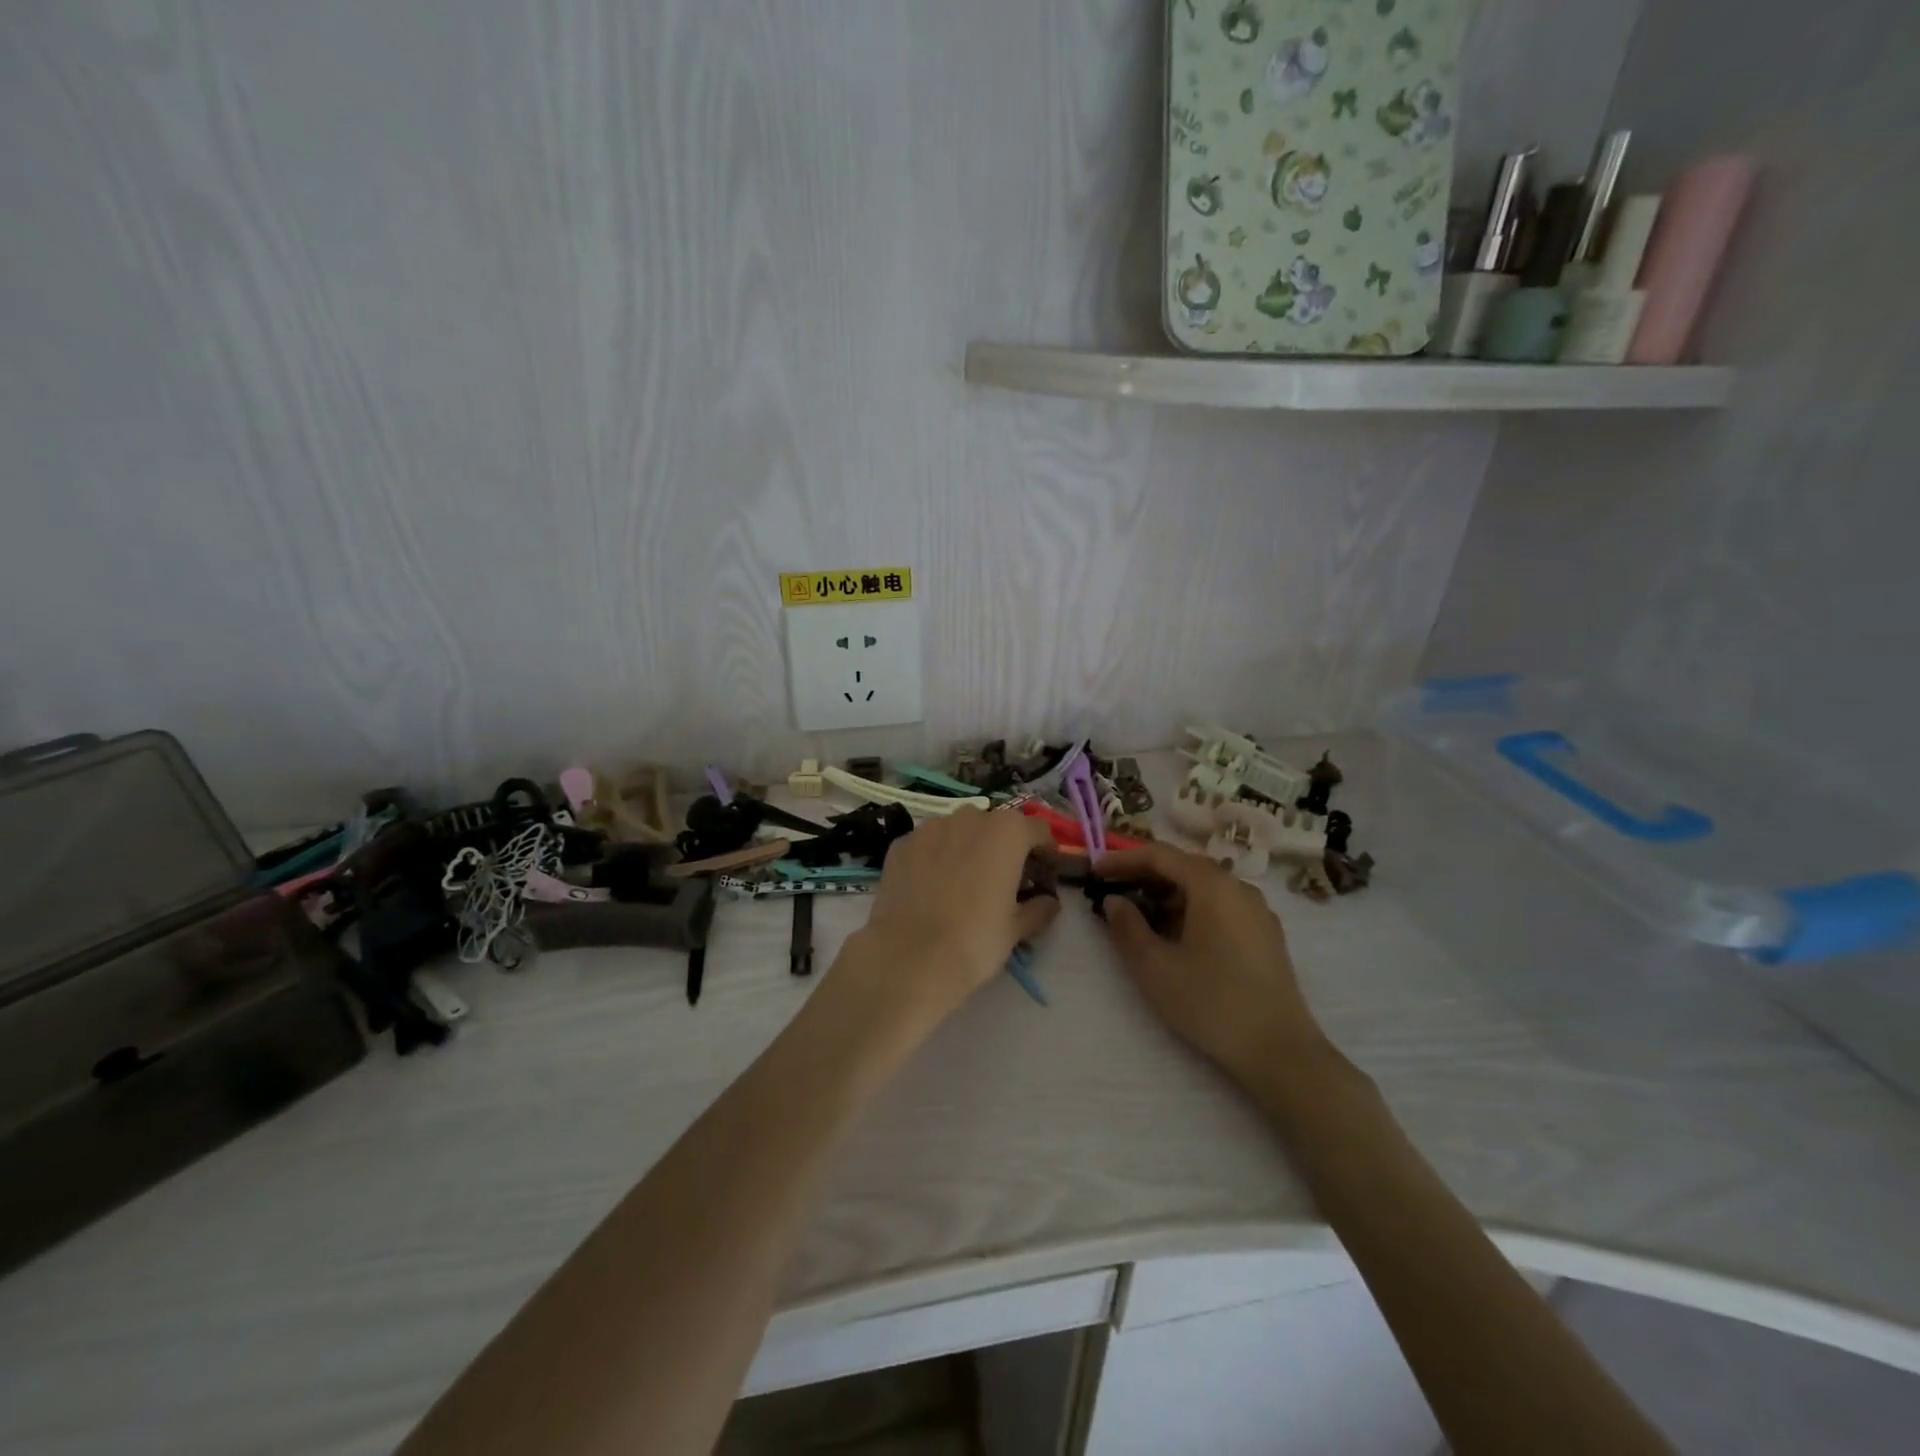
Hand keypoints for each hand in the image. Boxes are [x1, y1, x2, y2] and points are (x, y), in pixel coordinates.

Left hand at [829, 808, 1059, 1038]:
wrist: (909, 957)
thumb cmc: (975, 940)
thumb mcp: (1016, 929)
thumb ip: (1039, 908)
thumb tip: (1049, 902)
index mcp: (1007, 832)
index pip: (1038, 830)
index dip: (1045, 853)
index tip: (1044, 877)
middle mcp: (969, 818)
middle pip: (997, 826)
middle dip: (1005, 848)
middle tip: (1005, 880)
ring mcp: (930, 827)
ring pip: (959, 830)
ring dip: (969, 848)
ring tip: (965, 882)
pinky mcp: (901, 844)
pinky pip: (928, 844)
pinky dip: (936, 857)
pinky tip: (933, 887)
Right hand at [1094, 841, 1325, 1086]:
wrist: (1280, 1050)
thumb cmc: (1210, 1002)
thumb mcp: (1155, 966)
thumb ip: (1127, 926)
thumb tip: (1114, 901)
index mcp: (1212, 885)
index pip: (1159, 855)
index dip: (1122, 860)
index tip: (1094, 872)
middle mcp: (1238, 887)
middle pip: (1184, 867)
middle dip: (1145, 876)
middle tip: (1113, 892)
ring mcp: (1258, 911)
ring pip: (1204, 888)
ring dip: (1168, 895)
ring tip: (1140, 917)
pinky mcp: (1266, 935)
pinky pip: (1221, 906)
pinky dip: (1192, 910)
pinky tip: (1177, 937)